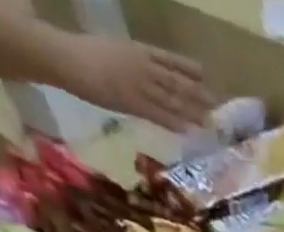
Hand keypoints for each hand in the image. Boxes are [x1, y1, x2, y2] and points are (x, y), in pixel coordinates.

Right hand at [52, 33, 213, 131]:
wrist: (66, 57)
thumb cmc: (85, 53)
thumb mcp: (113, 50)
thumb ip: (131, 62)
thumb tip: (147, 74)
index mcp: (136, 49)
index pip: (168, 58)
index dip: (188, 67)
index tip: (205, 74)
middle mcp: (142, 65)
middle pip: (175, 80)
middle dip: (197, 92)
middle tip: (217, 103)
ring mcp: (138, 84)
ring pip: (171, 98)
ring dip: (191, 110)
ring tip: (209, 121)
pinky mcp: (132, 102)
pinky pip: (158, 114)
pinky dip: (174, 122)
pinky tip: (188, 130)